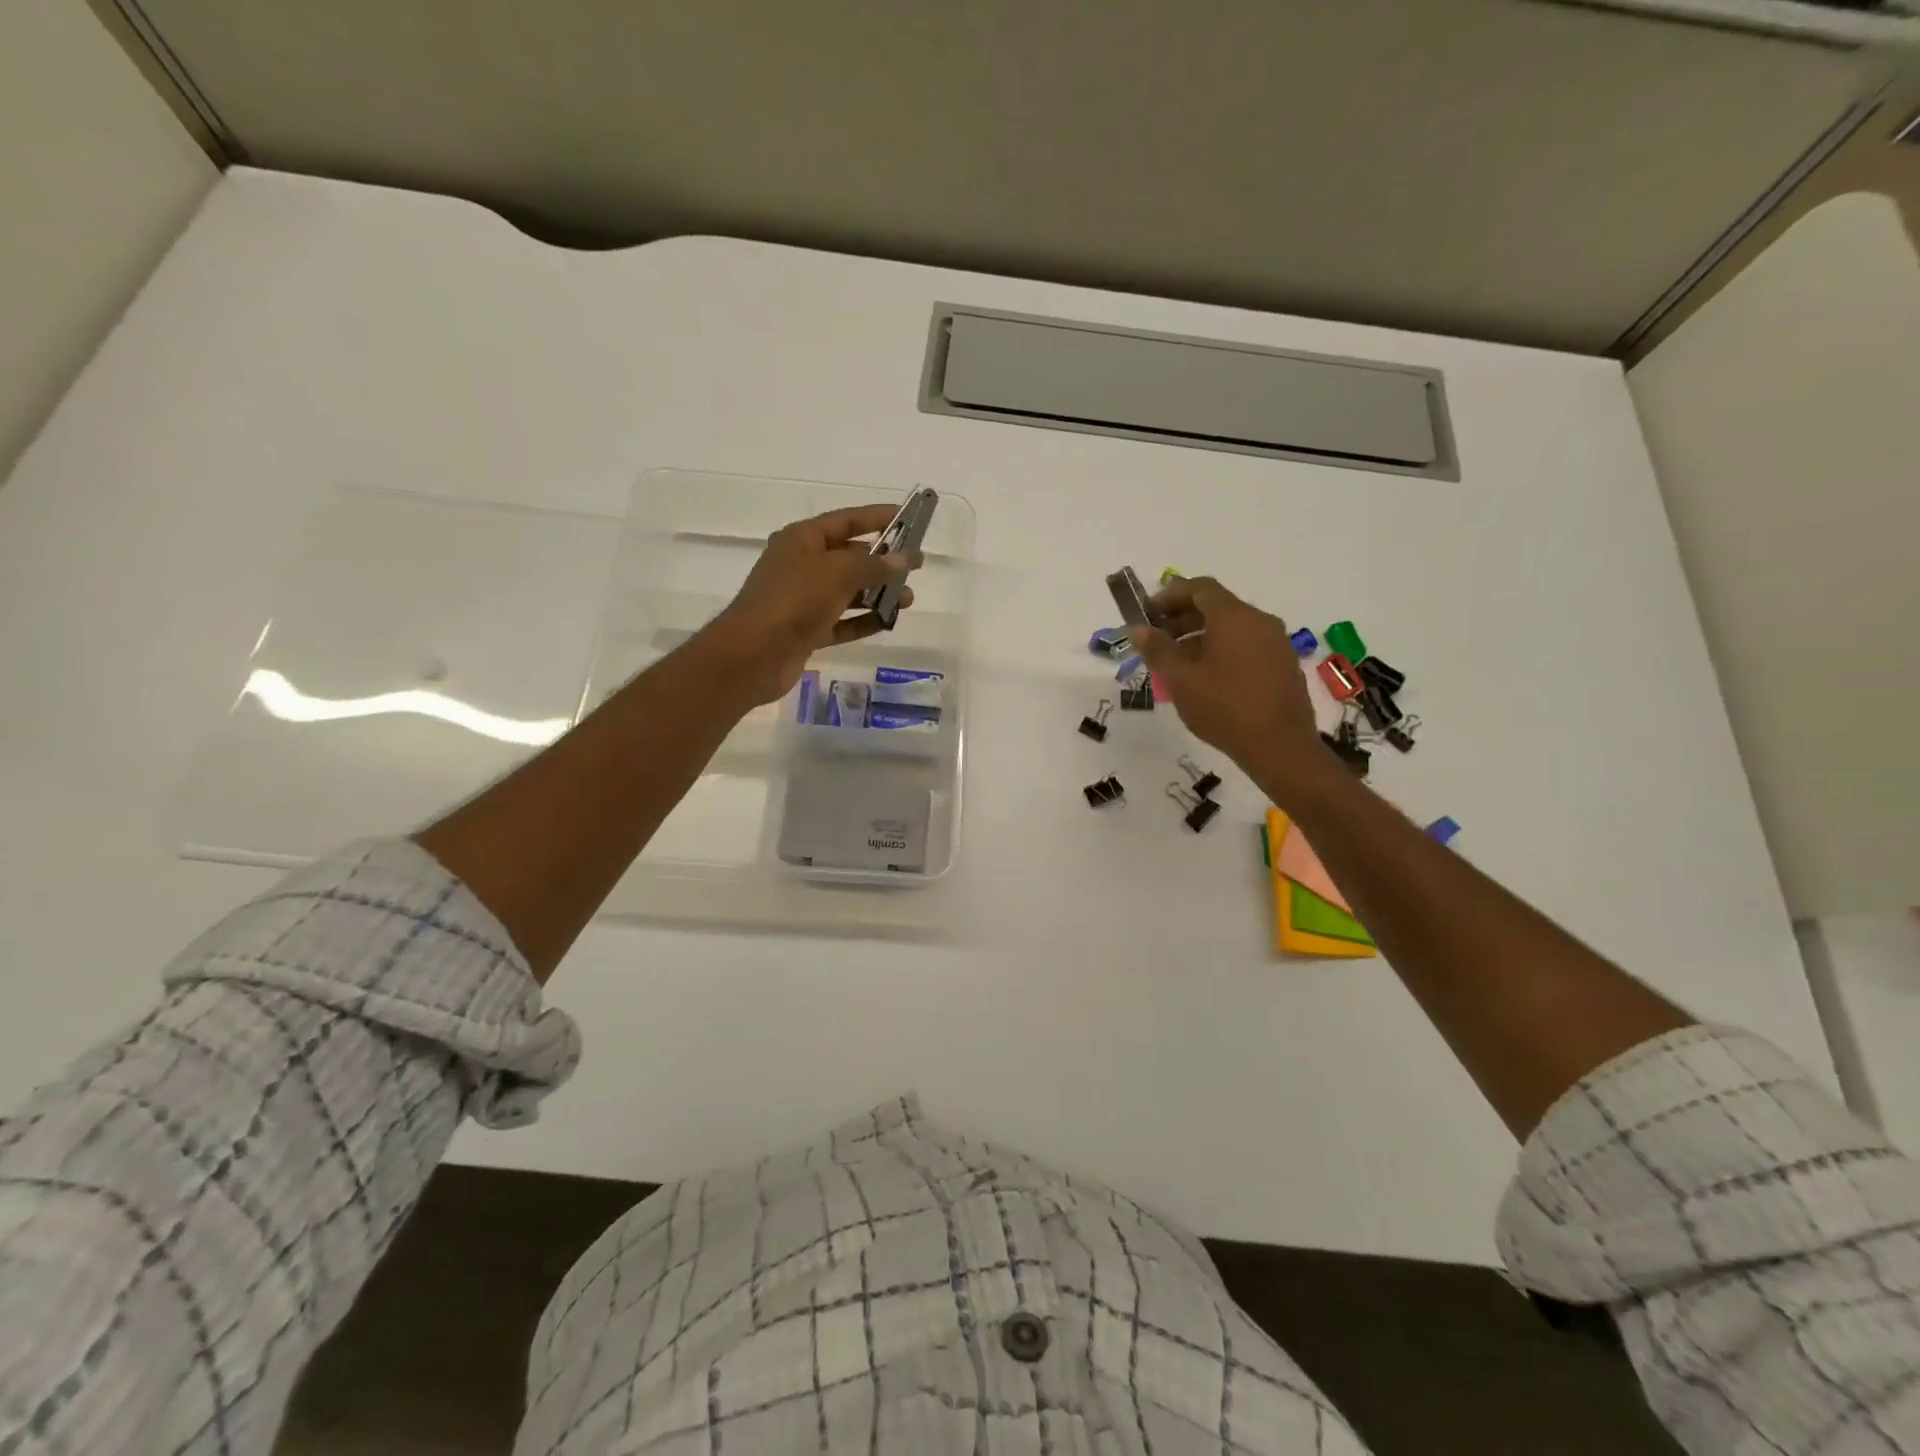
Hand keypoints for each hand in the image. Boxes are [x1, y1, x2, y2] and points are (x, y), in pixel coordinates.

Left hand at [701, 504, 913, 705]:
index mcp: (802, 539)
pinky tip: (888, 622)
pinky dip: (863, 621)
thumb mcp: (838, 573)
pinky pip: (842, 622)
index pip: (846, 520)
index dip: (877, 517)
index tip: (908, 519)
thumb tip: (903, 559)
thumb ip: (874, 565)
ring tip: (908, 599)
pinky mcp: (807, 631)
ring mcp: (803, 600)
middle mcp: (802, 565)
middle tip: (915, 567)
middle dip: (882, 561)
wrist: (753, 654)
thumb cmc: (794, 600)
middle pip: (849, 557)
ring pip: (848, 591)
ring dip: (878, 594)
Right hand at [1131, 577, 1326, 798]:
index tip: (1148, 614)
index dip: (1170, 596)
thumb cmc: (1224, 708)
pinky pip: (1247, 645)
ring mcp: (1276, 643)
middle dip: (1183, 618)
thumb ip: (1157, 650)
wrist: (1280, 747)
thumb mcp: (1181, 680)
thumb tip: (1138, 629)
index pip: (1200, 588)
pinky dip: (1222, 650)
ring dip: (1201, 636)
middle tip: (1157, 640)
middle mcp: (1259, 621)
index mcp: (1234, 617)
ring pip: (1232, 627)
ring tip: (1177, 663)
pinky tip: (1207, 678)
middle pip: (1217, 606)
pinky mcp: (1284, 664)